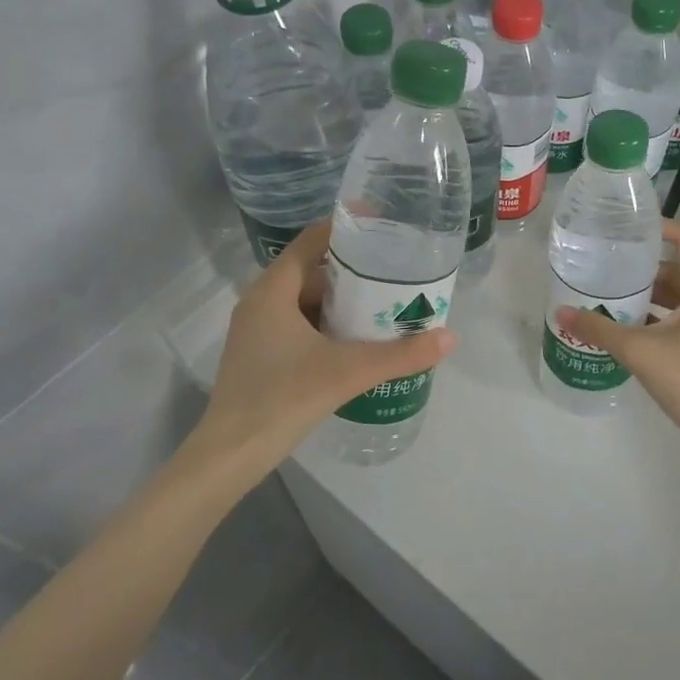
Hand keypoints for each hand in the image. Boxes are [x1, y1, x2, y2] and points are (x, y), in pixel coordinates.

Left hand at [197, 222, 457, 475]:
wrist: (230, 455)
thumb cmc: (283, 398)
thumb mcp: (348, 372)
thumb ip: (400, 354)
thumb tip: (449, 338)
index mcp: (274, 290)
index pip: (312, 241)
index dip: (346, 229)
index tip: (382, 225)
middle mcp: (261, 302)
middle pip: (313, 271)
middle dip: (354, 271)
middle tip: (394, 272)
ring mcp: (258, 331)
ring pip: (307, 301)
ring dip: (343, 301)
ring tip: (384, 304)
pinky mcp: (261, 355)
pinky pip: (300, 325)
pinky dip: (329, 325)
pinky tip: (357, 342)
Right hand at [556, 219, 679, 457]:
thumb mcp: (638, 350)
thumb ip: (598, 330)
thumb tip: (561, 312)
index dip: (665, 229)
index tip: (634, 229)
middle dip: (648, 268)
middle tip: (613, 266)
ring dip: (651, 296)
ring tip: (615, 297)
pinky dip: (657, 319)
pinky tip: (630, 331)